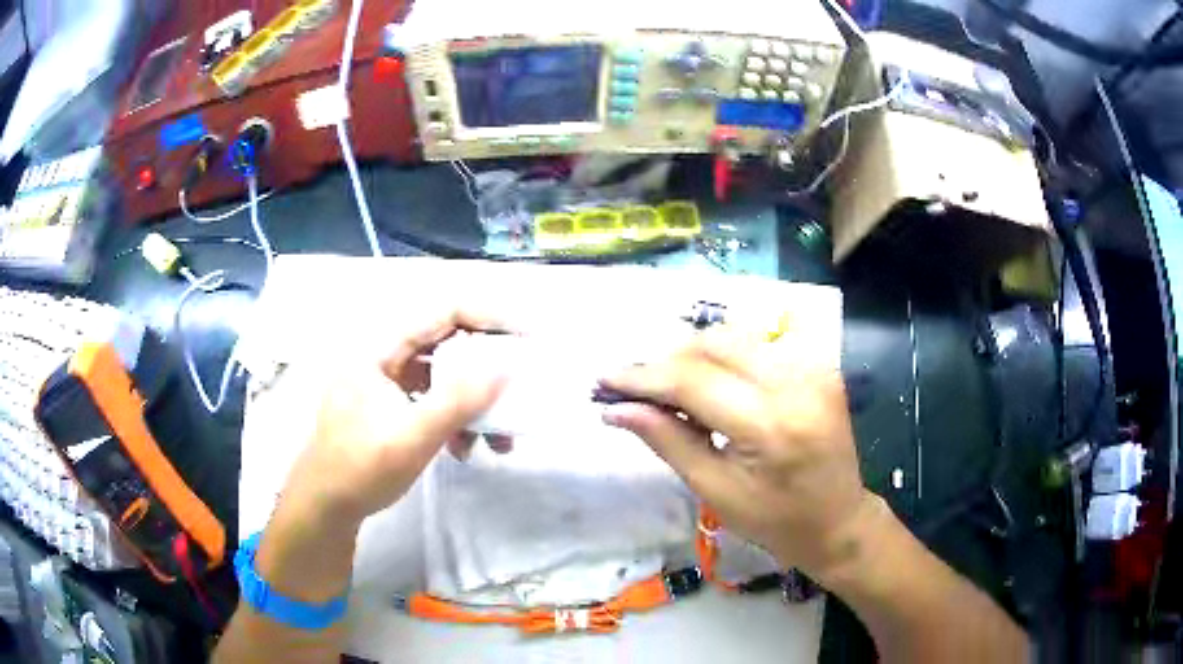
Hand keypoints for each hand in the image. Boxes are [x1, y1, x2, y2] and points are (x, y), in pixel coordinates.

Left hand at [277, 309, 509, 529]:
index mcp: (380, 348)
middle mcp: (385, 356)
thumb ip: (458, 400)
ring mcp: (388, 382)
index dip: (489, 317)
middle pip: (447, 342)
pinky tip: (465, 448)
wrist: (326, 507)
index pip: (443, 312)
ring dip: (473, 403)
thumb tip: (506, 367)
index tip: (528, 336)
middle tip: (520, 385)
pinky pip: (433, 400)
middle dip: (487, 369)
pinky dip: (455, 419)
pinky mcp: (392, 406)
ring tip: (498, 439)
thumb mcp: (413, 436)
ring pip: (443, 376)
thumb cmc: (361, 468)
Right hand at [599, 323, 875, 581]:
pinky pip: (763, 341)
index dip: (643, 377)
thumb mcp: (715, 490)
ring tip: (673, 388)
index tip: (605, 380)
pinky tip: (715, 379)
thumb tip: (617, 409)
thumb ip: (667, 440)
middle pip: (713, 345)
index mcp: (769, 424)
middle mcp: (796, 382)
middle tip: (636, 388)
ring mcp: (815, 367)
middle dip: (666, 361)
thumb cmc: (776, 520)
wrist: (839, 519)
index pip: (692, 381)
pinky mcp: (821, 364)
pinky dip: (729, 353)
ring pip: (736, 336)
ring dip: (695, 354)